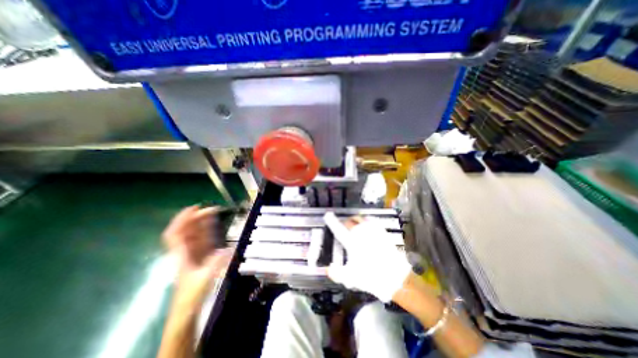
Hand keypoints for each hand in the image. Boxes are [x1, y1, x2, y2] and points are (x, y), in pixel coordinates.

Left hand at [163, 206, 234, 310]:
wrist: (186, 309)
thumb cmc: (191, 295)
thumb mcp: (204, 279)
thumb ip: (216, 263)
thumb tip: (229, 249)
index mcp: (181, 255)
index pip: (175, 233)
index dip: (182, 219)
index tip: (195, 208)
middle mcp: (185, 251)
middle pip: (186, 230)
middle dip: (197, 217)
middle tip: (212, 209)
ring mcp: (192, 252)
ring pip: (194, 233)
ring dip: (202, 222)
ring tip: (213, 212)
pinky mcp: (200, 256)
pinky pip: (202, 239)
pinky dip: (207, 230)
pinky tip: (214, 225)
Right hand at [325, 213, 414, 301]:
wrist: (395, 277)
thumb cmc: (371, 277)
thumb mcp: (350, 278)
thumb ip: (337, 273)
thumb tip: (328, 269)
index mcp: (352, 242)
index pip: (339, 229)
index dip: (332, 221)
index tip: (328, 215)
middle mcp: (361, 233)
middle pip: (350, 221)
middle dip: (344, 222)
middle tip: (342, 225)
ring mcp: (373, 232)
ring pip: (361, 219)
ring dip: (355, 220)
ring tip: (354, 223)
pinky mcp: (382, 232)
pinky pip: (372, 221)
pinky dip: (367, 220)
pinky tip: (367, 224)